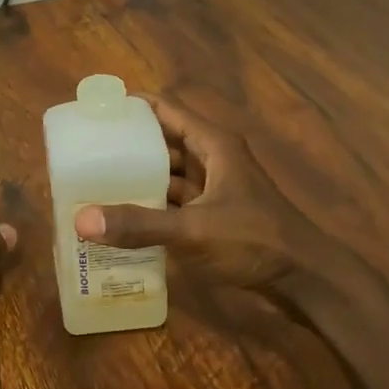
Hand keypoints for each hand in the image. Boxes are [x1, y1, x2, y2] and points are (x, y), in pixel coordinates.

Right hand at [75, 96, 320, 294]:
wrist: (307, 281)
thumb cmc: (255, 242)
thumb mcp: (193, 230)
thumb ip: (139, 225)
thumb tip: (81, 221)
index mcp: (214, 145)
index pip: (166, 110)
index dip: (131, 107)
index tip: (95, 111)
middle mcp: (214, 159)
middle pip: (163, 141)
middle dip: (127, 145)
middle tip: (85, 151)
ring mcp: (216, 188)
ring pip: (169, 173)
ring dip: (138, 177)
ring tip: (95, 182)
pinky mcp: (216, 215)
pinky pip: (176, 201)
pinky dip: (152, 205)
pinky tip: (124, 217)